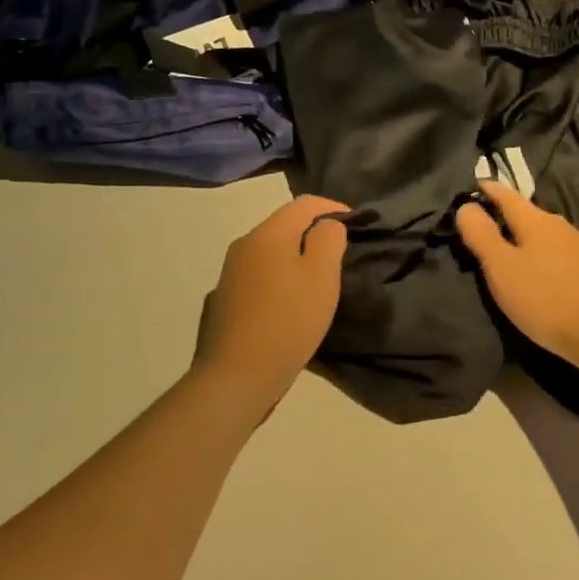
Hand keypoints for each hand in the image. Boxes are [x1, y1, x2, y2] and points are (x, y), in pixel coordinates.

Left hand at [194, 196, 348, 407]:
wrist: (235, 376)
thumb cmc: (287, 320)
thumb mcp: (322, 276)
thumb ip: (328, 240)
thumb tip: (326, 226)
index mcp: (268, 233)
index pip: (305, 203)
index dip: (333, 207)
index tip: (355, 224)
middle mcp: (243, 245)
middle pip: (284, 225)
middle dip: (313, 232)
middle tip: (338, 254)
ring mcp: (229, 274)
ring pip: (269, 252)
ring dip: (294, 258)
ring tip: (316, 280)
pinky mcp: (223, 301)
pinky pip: (258, 277)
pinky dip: (277, 279)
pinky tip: (287, 304)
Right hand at [455, 183, 578, 368]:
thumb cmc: (545, 299)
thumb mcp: (501, 269)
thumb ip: (481, 235)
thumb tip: (467, 205)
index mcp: (535, 222)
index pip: (508, 197)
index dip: (491, 190)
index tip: (479, 184)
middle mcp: (563, 225)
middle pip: (533, 216)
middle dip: (516, 219)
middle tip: (500, 228)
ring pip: (558, 235)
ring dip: (544, 239)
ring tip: (534, 253)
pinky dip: (572, 255)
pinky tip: (575, 265)